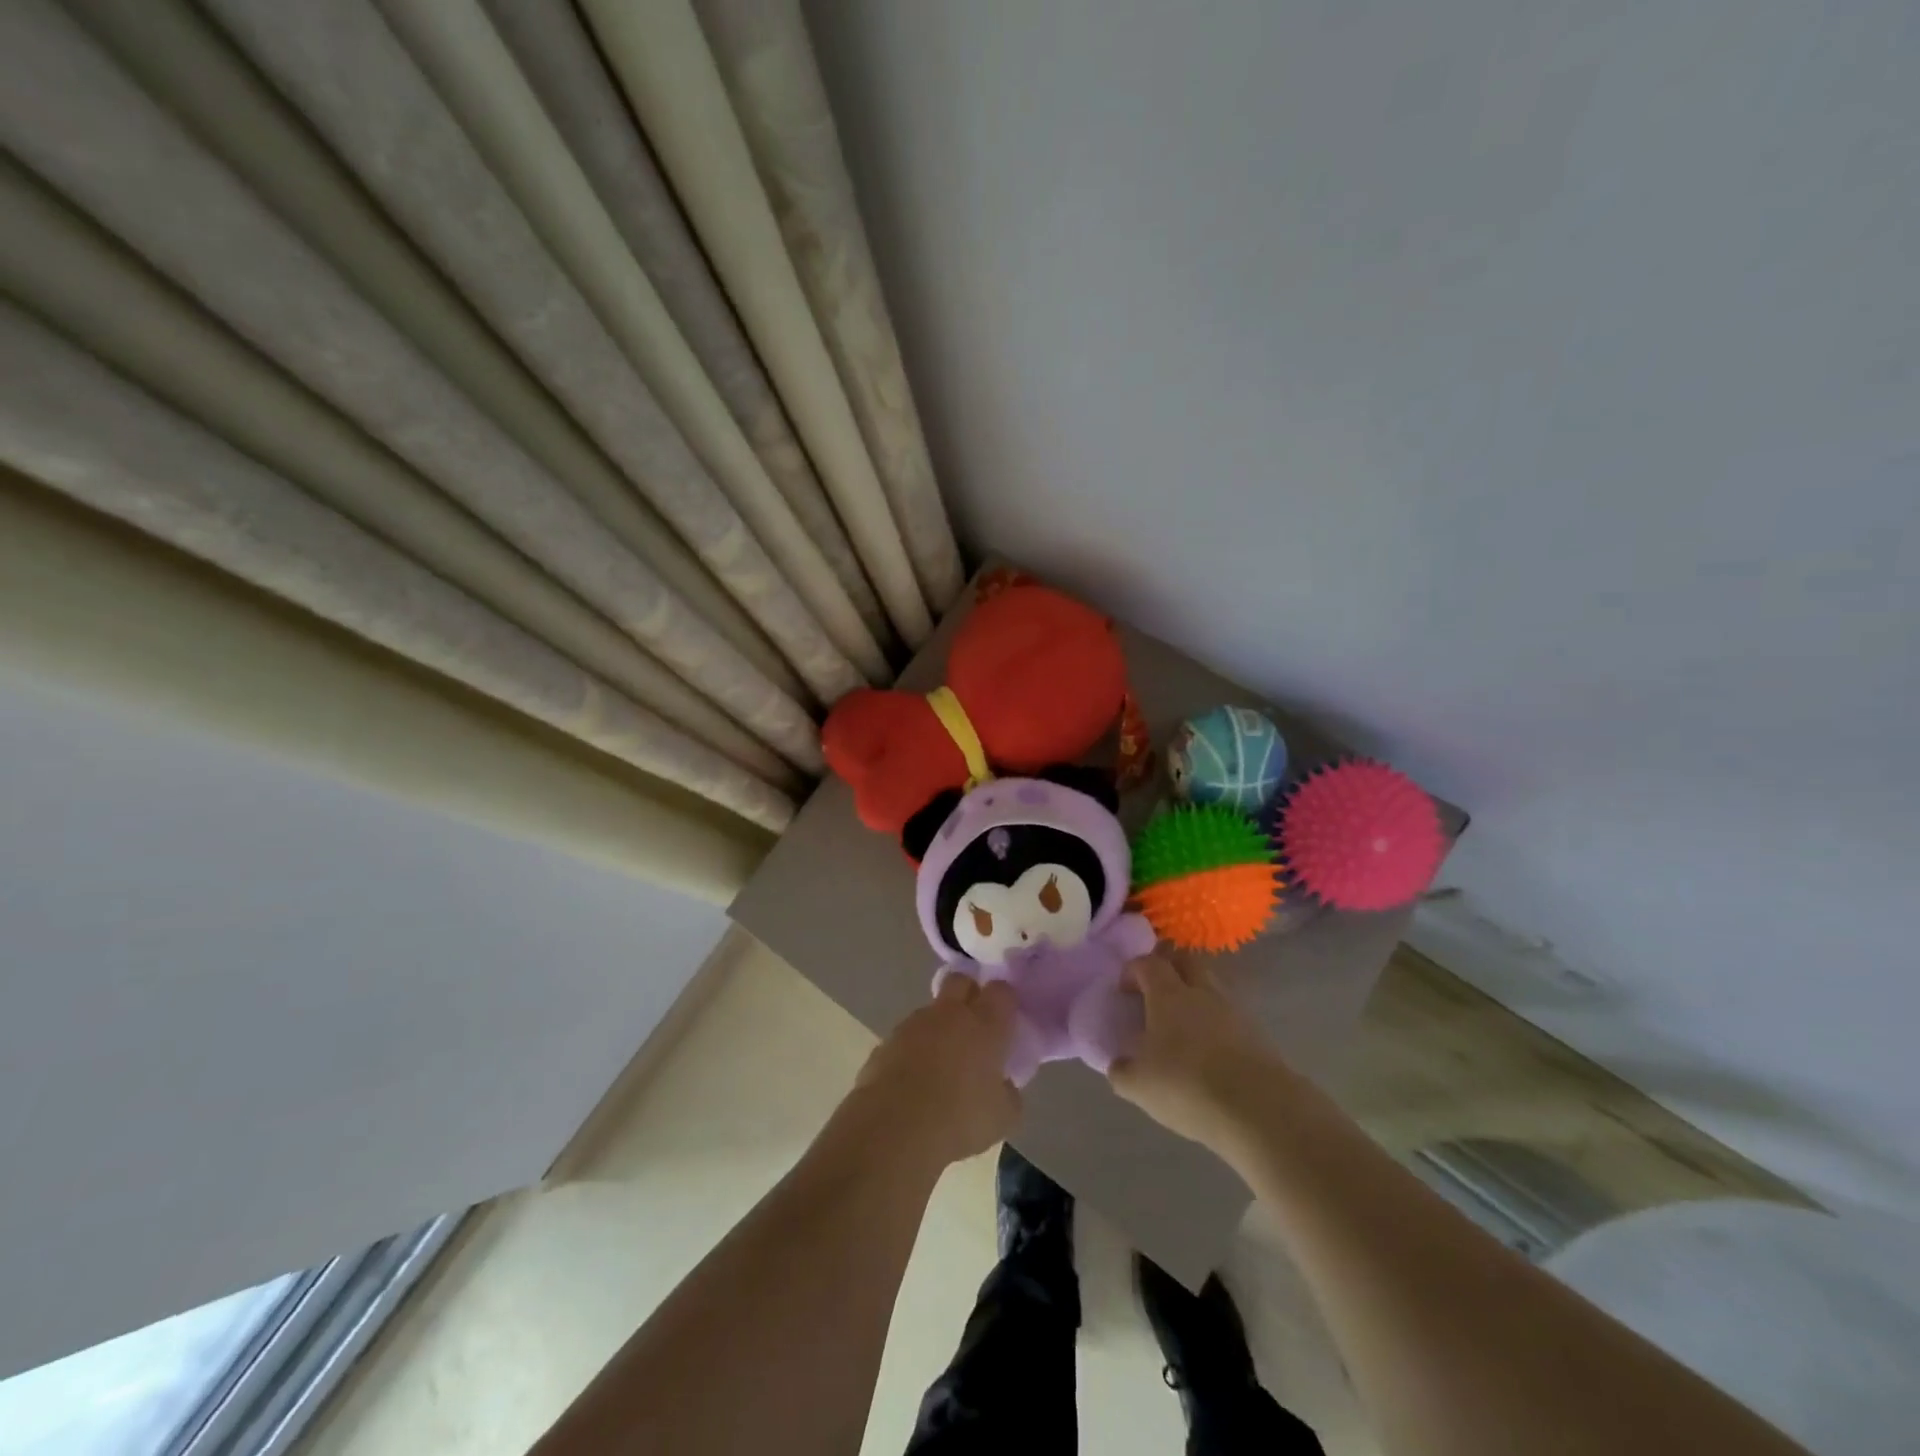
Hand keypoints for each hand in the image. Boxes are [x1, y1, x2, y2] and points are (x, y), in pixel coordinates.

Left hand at [849, 976, 1020, 1169]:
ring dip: (938, 1027)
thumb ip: (1008, 1092)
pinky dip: (913, 1051)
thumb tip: (1002, 1084)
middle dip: (968, 994)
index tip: (1006, 1020)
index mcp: (985, 1024)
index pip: (1001, 991)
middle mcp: (950, 1014)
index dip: (1005, 1001)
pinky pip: (906, 1037)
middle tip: (974, 1026)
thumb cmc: (960, 1119)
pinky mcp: (886, 1041)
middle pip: (960, 982)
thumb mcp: (1003, 1117)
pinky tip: (914, 1081)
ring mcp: (914, 1024)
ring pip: (931, 1011)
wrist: (896, 1129)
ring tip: (940, 1064)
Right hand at [1109, 953, 1279, 1145]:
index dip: (1132, 971)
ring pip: (1211, 987)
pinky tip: (1210, 1050)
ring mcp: (1234, 1010)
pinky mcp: (1258, 1034)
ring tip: (1184, 1026)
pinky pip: (1230, 1015)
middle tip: (1155, 994)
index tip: (1124, 991)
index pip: (1148, 963)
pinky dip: (1216, 1023)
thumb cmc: (1187, 1086)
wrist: (1259, 1110)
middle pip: (1185, 961)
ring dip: (1195, 996)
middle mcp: (1201, 992)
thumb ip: (1121, 1070)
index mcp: (1168, 995)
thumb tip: (1118, 1063)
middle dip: (1168, 969)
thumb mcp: (1139, 1085)